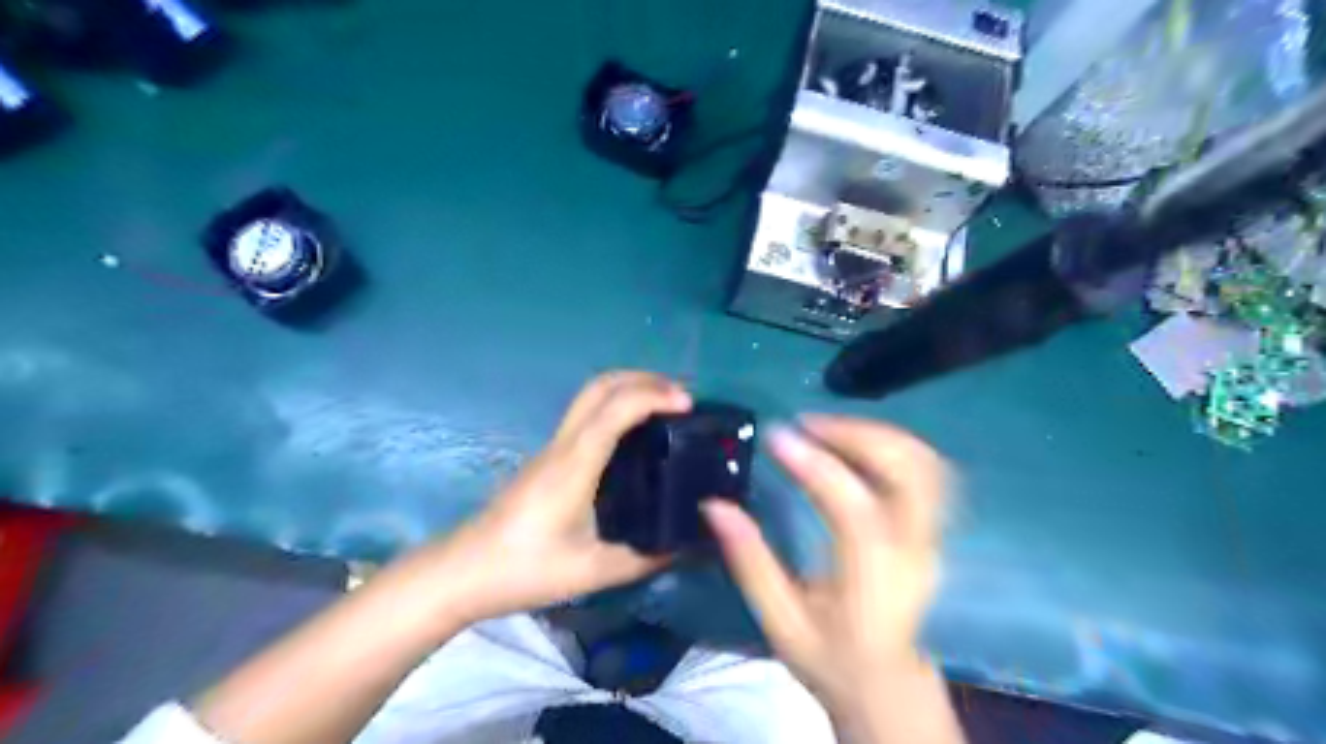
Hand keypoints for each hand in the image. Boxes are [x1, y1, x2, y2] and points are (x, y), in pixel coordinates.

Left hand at [422, 373, 695, 628]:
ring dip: (629, 389)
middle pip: (600, 386)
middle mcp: (564, 445)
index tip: (687, 404)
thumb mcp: (592, 571)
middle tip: (680, 396)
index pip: (615, 408)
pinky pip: (586, 414)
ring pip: (591, 396)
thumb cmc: (524, 569)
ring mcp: (553, 448)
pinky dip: (616, 406)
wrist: (464, 571)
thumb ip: (643, 558)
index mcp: (575, 464)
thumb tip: (686, 545)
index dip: (653, 396)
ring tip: (665, 407)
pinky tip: (635, 434)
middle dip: (643, 379)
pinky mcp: (549, 458)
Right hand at [697, 415, 960, 741]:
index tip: (776, 437)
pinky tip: (856, 444)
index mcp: (874, 580)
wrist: (891, 686)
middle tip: (807, 424)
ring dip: (875, 433)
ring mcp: (934, 537)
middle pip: (908, 471)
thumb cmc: (831, 658)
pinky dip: (892, 444)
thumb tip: (716, 505)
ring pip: (924, 462)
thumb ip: (750, 562)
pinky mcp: (937, 529)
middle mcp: (915, 550)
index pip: (853, 509)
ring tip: (826, 428)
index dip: (816, 465)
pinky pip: (927, 470)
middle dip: (856, 434)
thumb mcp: (779, 621)